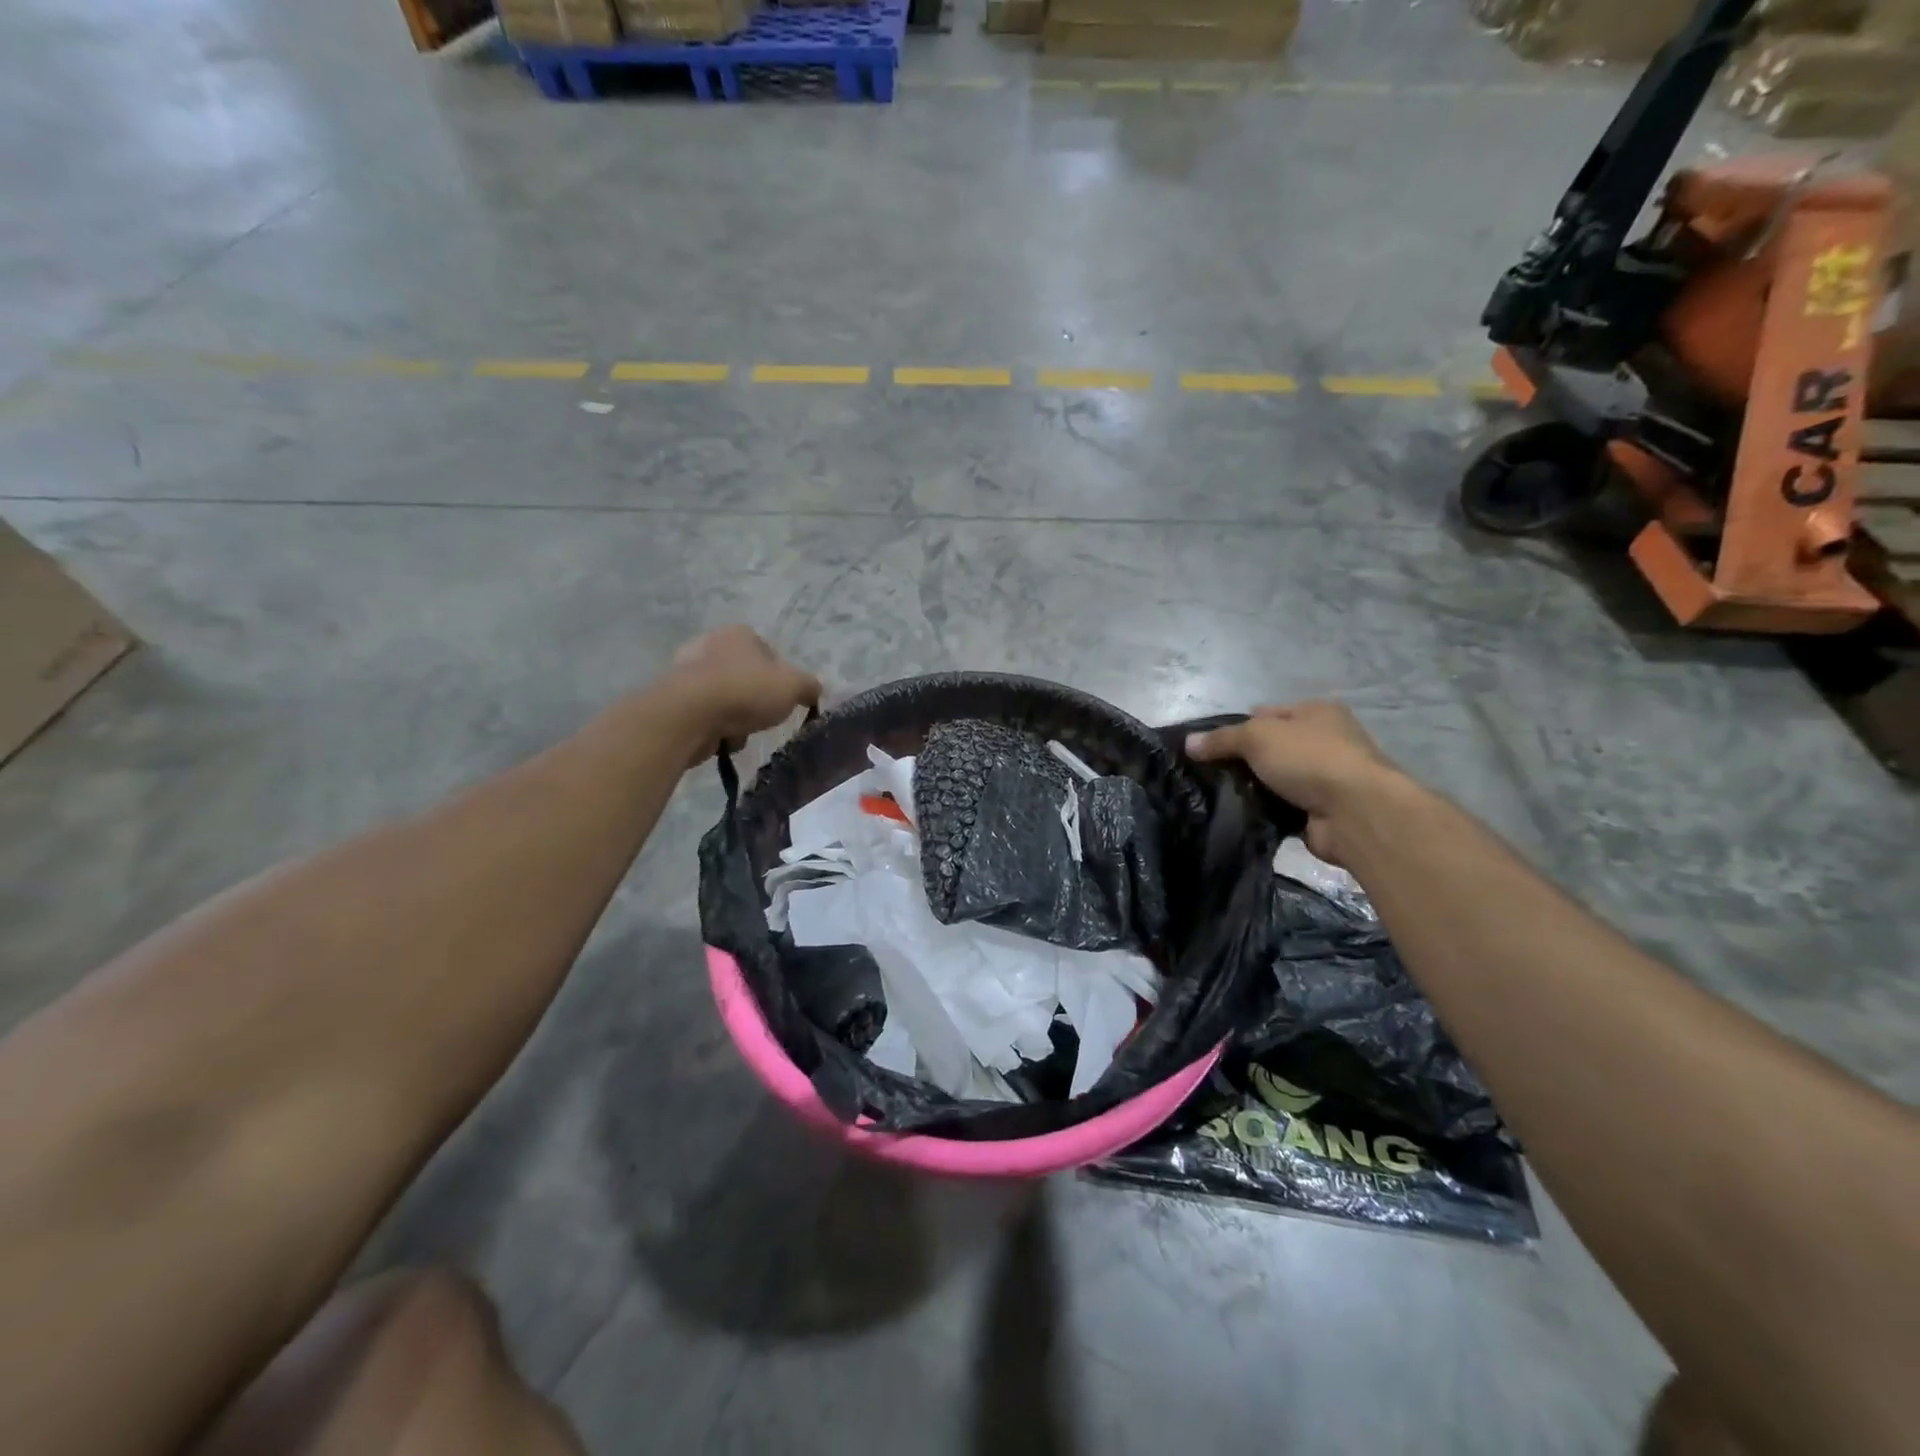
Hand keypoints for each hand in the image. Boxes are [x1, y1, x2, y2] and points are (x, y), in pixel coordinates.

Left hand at [667, 626, 821, 762]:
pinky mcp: (672, 698)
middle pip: (746, 678)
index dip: (781, 679)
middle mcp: (710, 644)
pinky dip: (715, 728)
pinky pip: (705, 716)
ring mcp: (686, 670)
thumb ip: (809, 686)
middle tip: (763, 717)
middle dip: (756, 700)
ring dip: (737, 718)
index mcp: (739, 634)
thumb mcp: (793, 686)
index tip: (784, 700)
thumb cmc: (746, 690)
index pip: (769, 653)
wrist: (689, 714)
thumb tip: (815, 689)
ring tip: (741, 732)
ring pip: (727, 699)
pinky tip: (720, 738)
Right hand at [1185, 703, 1399, 863]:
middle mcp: (1325, 740)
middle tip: (1209, 773)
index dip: (1236, 727)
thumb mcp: (1256, 736)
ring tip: (1218, 796)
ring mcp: (1326, 778)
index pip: (1266, 713)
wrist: (1355, 813)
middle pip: (1270, 747)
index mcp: (1316, 712)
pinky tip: (1241, 815)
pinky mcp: (1321, 810)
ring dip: (1253, 788)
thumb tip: (1189, 743)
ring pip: (1275, 779)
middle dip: (1242, 760)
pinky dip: (1265, 811)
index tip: (1208, 747)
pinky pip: (1282, 807)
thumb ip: (1221, 739)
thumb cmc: (1309, 759)